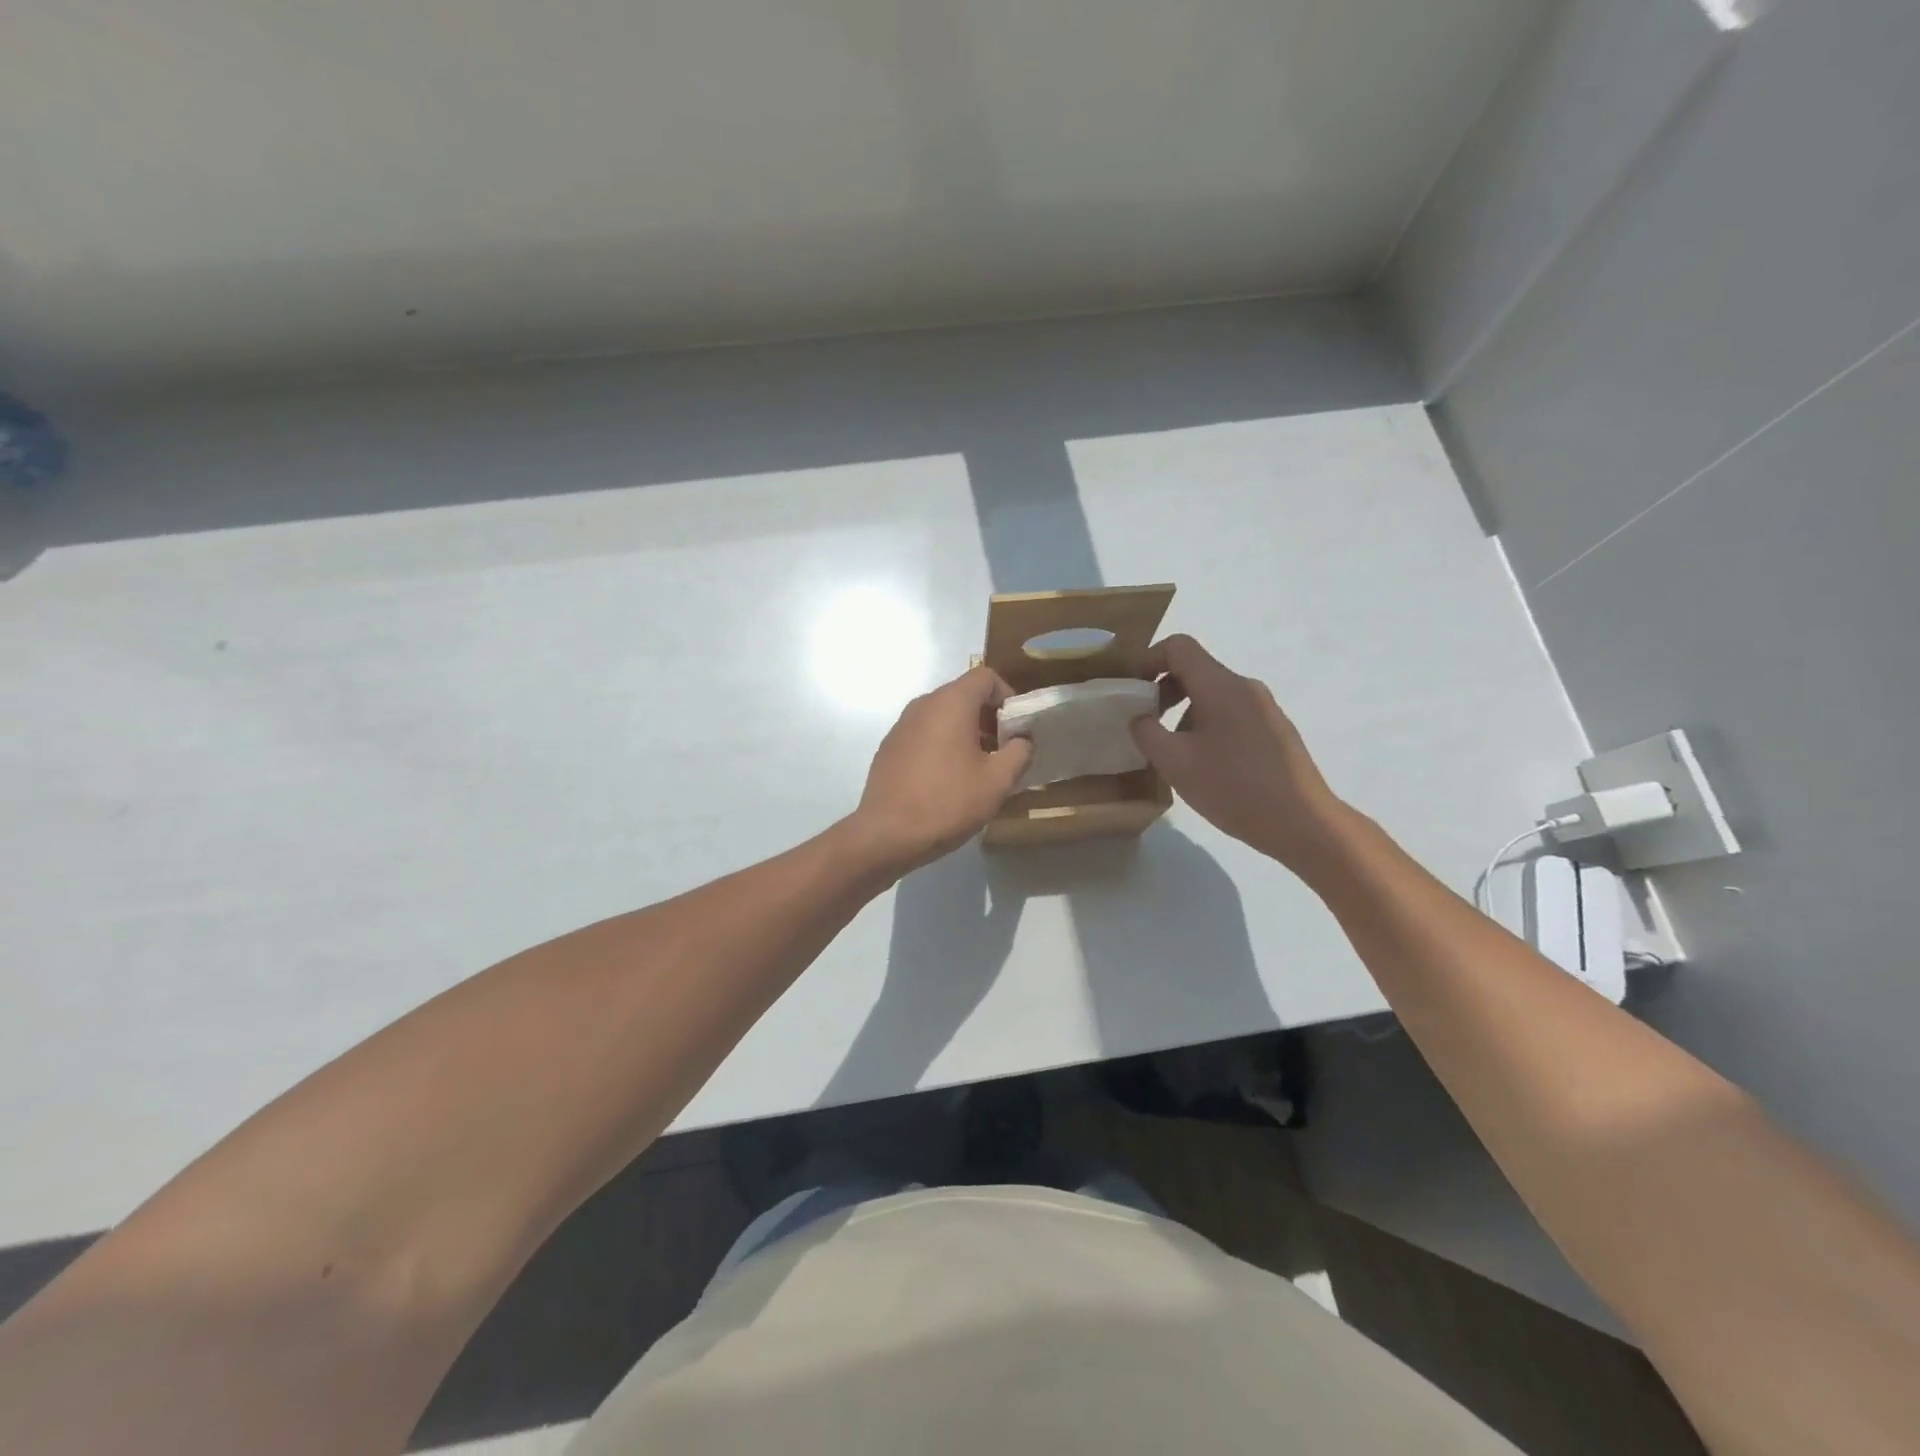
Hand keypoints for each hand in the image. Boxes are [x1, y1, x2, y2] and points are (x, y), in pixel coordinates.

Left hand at [846, 666, 1033, 875]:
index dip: (1008, 696)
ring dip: (966, 733)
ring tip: (978, 769)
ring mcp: (901, 726)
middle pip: (963, 695)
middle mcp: (923, 705)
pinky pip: (924, 734)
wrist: (887, 834)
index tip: (1017, 728)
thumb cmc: (948, 802)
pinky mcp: (889, 747)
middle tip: (1003, 751)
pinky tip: (948, 780)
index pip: (986, 677)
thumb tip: (1022, 740)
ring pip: (943, 716)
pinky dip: (942, 745)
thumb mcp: (997, 781)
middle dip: (988, 717)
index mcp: (950, 703)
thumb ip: (1019, 752)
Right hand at [1128, 635, 1351, 873]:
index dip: (1148, 660)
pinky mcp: (1275, 731)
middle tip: (1146, 724)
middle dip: (1163, 690)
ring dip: (1184, 712)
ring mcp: (1265, 708)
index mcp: (1220, 686)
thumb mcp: (1175, 763)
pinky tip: (1205, 766)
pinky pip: (1232, 714)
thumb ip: (1146, 733)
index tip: (1131, 690)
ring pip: (1213, 695)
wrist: (1302, 823)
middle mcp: (1245, 687)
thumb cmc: (1233, 787)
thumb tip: (1139, 718)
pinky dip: (1207, 726)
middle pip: (1196, 670)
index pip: (1179, 647)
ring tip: (1173, 753)